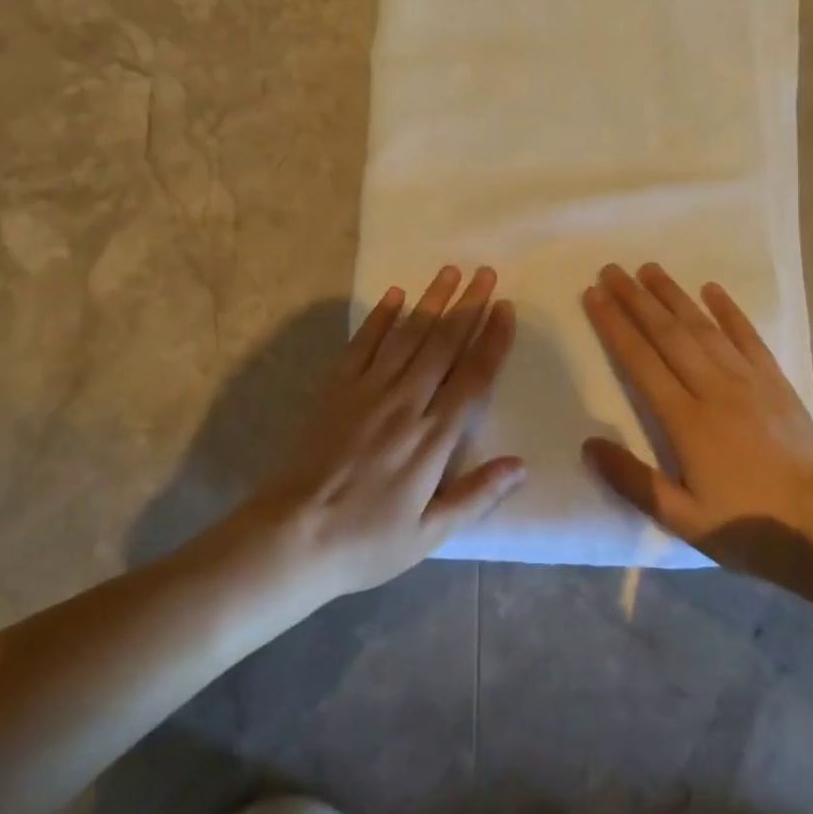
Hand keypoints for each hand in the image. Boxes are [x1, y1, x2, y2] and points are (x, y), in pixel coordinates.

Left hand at [237, 265, 522, 599]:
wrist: (291, 538)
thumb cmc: (365, 541)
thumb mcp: (429, 534)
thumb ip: (476, 495)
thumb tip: (522, 465)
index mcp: (433, 437)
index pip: (472, 377)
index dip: (492, 339)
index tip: (506, 308)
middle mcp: (405, 403)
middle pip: (443, 344)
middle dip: (468, 306)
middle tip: (486, 273)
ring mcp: (367, 391)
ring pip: (407, 336)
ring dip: (431, 301)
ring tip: (450, 272)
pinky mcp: (334, 389)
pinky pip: (361, 344)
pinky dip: (379, 317)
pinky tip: (394, 295)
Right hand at [581, 263, 812, 578]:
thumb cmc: (743, 525)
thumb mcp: (680, 518)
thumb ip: (632, 480)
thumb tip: (588, 444)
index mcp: (686, 421)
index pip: (641, 361)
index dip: (615, 325)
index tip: (594, 296)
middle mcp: (714, 389)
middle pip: (668, 334)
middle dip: (636, 299)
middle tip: (612, 270)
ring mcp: (748, 381)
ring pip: (704, 328)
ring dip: (674, 296)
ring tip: (650, 269)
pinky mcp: (775, 382)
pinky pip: (749, 337)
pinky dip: (729, 310)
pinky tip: (711, 289)